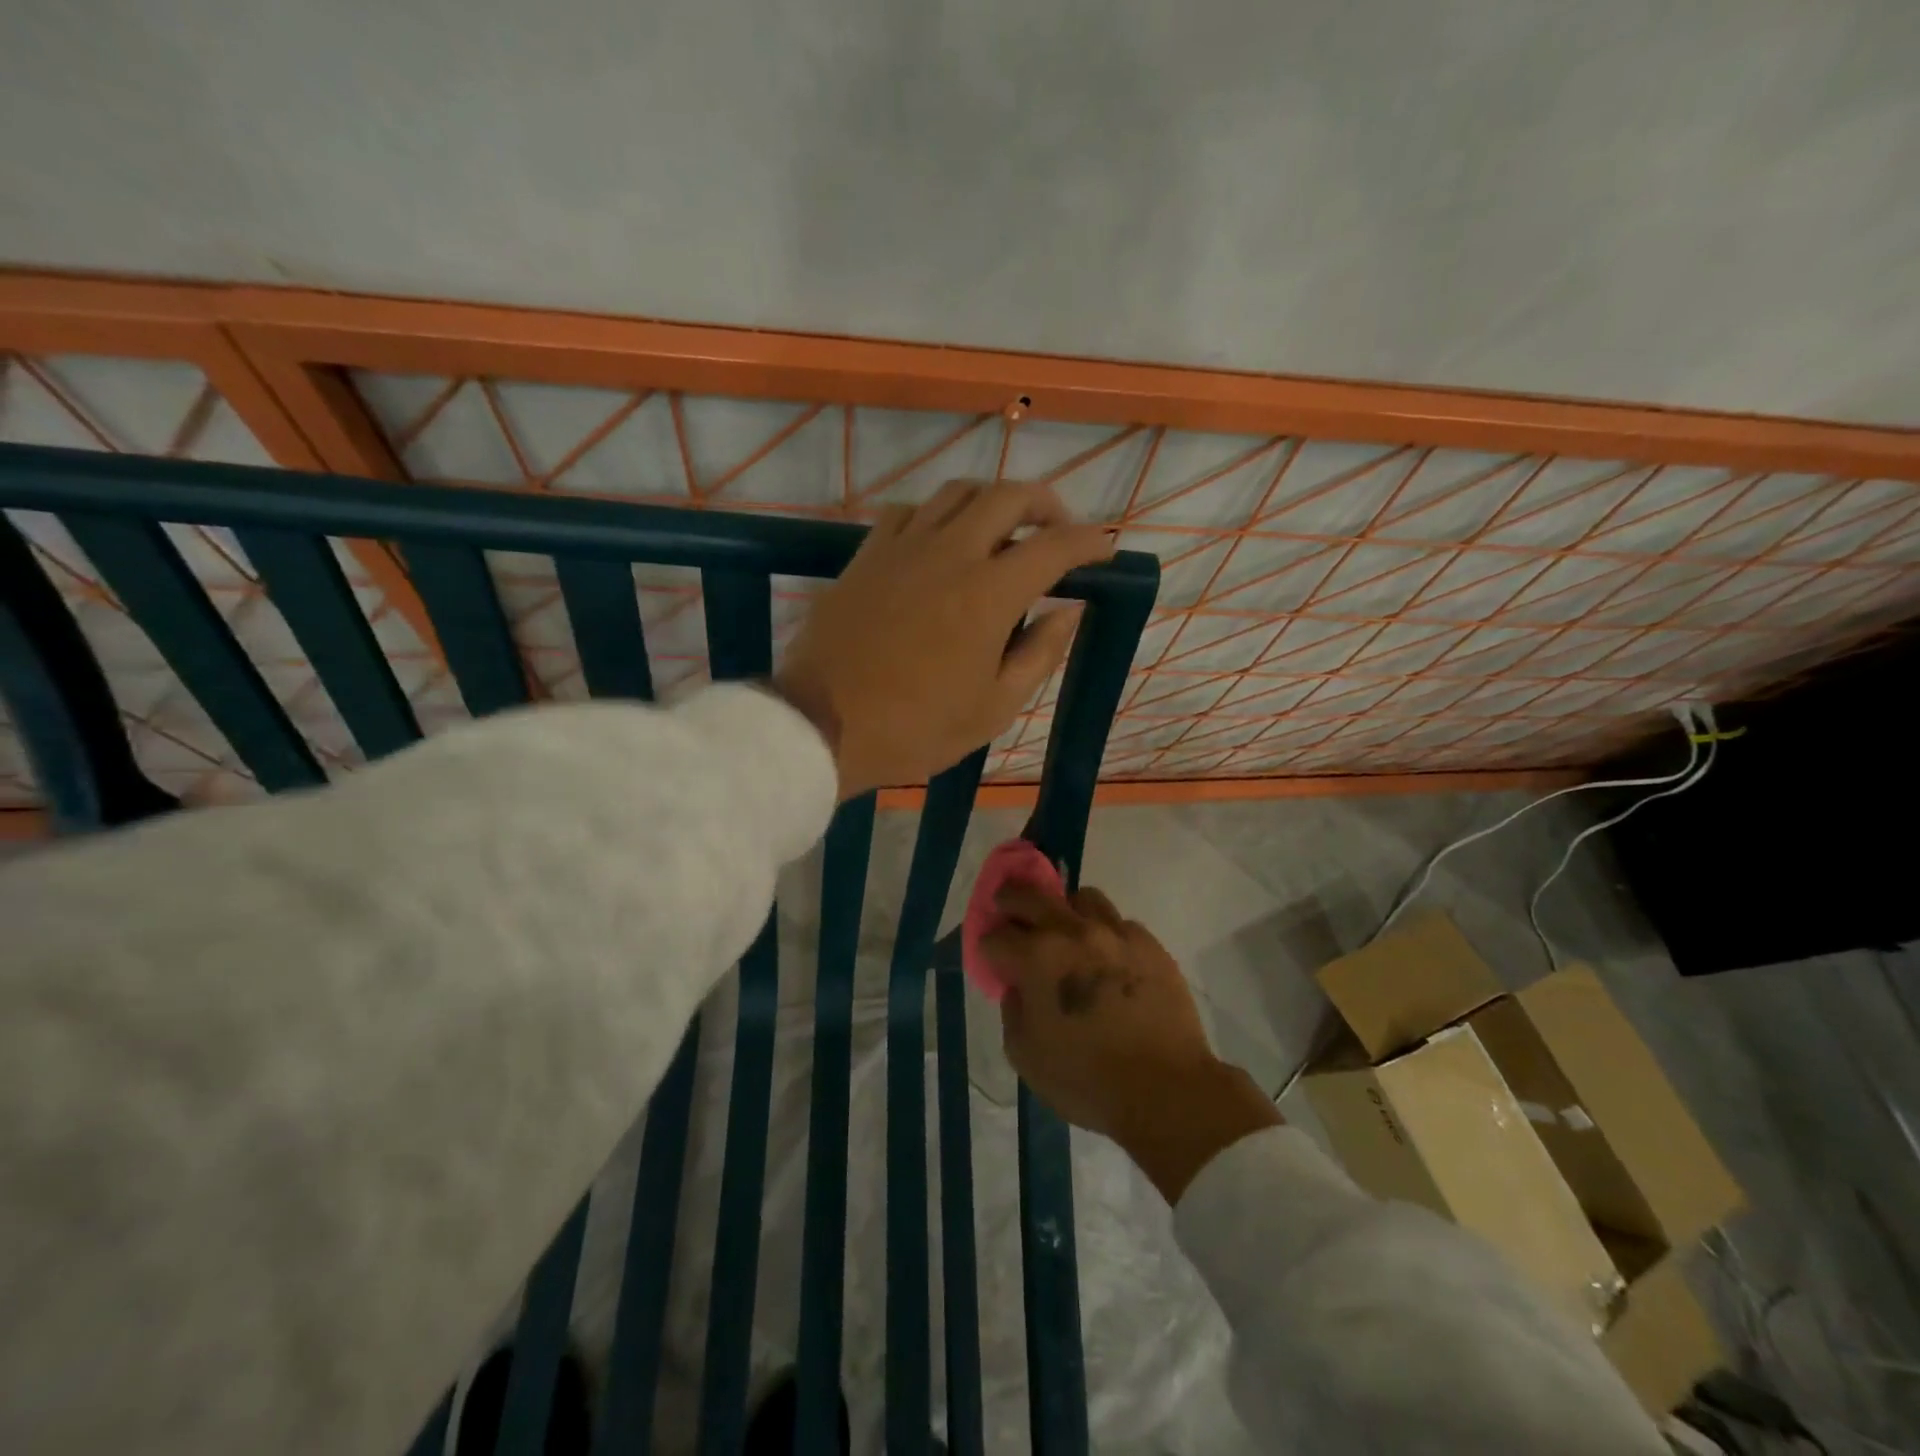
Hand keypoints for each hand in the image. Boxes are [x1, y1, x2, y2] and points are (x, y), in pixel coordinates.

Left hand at [776, 480, 1113, 798]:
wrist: (821, 725)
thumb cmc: (915, 729)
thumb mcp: (993, 708)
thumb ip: (1039, 654)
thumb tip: (1068, 612)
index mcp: (990, 593)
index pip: (1055, 546)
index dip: (1089, 542)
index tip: (1105, 549)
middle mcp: (951, 552)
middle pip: (1008, 496)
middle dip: (1046, 505)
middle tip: (1058, 530)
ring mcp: (903, 547)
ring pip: (957, 492)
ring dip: (992, 501)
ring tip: (1003, 529)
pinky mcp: (866, 555)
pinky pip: (910, 511)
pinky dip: (938, 514)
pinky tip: (940, 541)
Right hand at [984, 882, 1281, 1201]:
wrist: (1166, 1090)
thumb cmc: (1086, 1080)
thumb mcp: (1026, 1056)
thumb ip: (1013, 1011)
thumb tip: (1018, 987)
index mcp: (1036, 958)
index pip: (995, 936)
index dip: (988, 947)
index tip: (993, 958)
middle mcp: (1072, 932)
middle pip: (1029, 895)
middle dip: (1010, 901)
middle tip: (1009, 912)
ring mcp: (1114, 933)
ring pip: (1081, 897)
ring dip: (1065, 910)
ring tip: (1068, 934)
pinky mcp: (1149, 944)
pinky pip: (1120, 924)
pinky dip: (1106, 935)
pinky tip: (1109, 961)